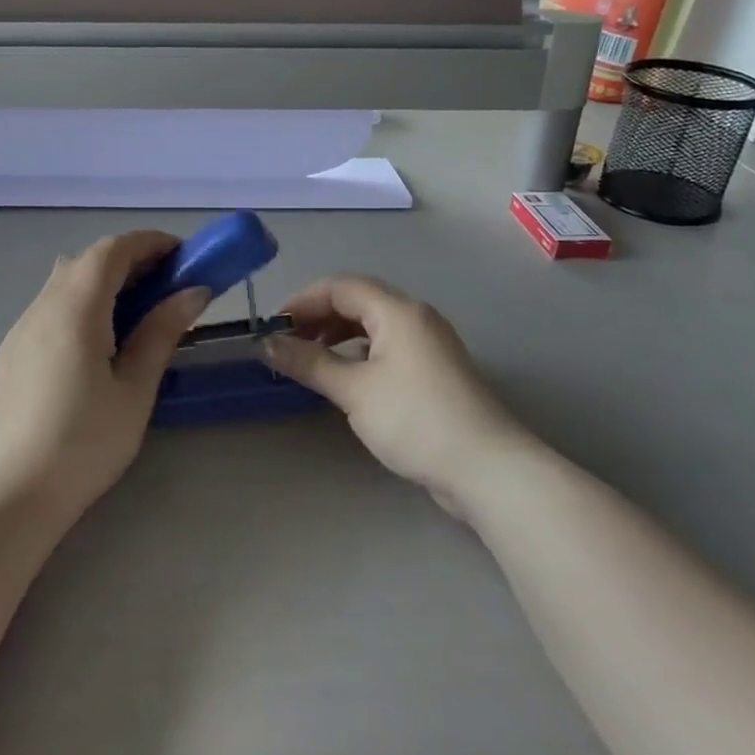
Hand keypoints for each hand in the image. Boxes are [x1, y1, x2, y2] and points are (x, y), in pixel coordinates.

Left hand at [0, 231, 208, 521]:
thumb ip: (162, 330)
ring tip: (134, 314)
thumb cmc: (87, 440)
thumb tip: (193, 291)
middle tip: (165, 286)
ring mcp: (20, 328)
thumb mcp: (135, 386)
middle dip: (129, 262)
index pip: (112, 250)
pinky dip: (79, 304)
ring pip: (64, 282)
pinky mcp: (10, 351)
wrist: (16, 491)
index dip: (149, 243)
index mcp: (75, 307)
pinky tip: (94, 344)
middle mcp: (42, 305)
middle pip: (86, 261)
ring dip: (102, 282)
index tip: (182, 255)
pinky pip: (49, 308)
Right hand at [265, 276, 531, 508]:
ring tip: (311, 359)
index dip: (302, 301)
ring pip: (373, 323)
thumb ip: (309, 362)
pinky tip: (346, 376)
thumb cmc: (415, 420)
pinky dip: (360, 351)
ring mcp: (430, 343)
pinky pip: (388, 345)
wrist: (487, 468)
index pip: (340, 286)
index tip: (273, 328)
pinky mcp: (435, 369)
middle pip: (358, 300)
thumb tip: (268, 343)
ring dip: (338, 334)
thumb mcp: (354, 390)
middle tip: (287, 343)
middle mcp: (415, 316)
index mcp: (397, 310)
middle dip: (318, 316)